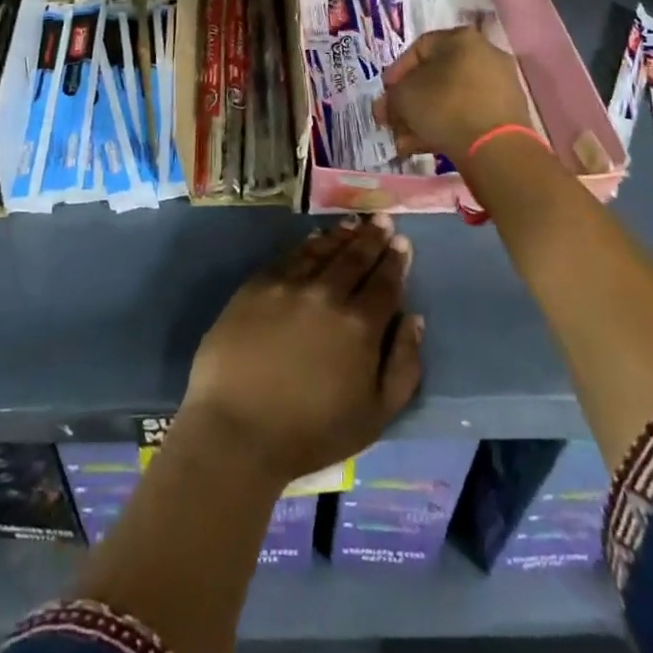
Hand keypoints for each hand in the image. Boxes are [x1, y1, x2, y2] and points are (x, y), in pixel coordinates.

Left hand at [178, 216, 423, 486]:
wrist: (238, 429)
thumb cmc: (312, 432)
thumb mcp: (376, 415)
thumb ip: (404, 365)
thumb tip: (414, 319)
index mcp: (360, 325)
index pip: (385, 283)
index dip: (396, 261)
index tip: (402, 242)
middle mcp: (327, 294)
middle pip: (355, 258)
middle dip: (373, 237)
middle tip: (383, 220)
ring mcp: (289, 285)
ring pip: (323, 250)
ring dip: (342, 235)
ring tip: (355, 223)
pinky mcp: (257, 285)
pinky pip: (289, 255)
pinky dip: (307, 243)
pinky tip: (316, 238)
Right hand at [376, 25, 532, 162]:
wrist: (496, 148)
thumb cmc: (445, 107)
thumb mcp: (403, 96)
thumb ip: (391, 96)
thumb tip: (389, 105)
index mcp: (461, 38)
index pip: (419, 48)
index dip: (396, 72)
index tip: (385, 95)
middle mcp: (485, 54)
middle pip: (435, 76)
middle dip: (409, 101)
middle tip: (392, 120)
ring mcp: (500, 84)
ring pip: (450, 98)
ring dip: (423, 118)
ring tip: (404, 141)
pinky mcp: (507, 113)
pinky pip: (468, 114)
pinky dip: (446, 126)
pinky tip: (424, 146)